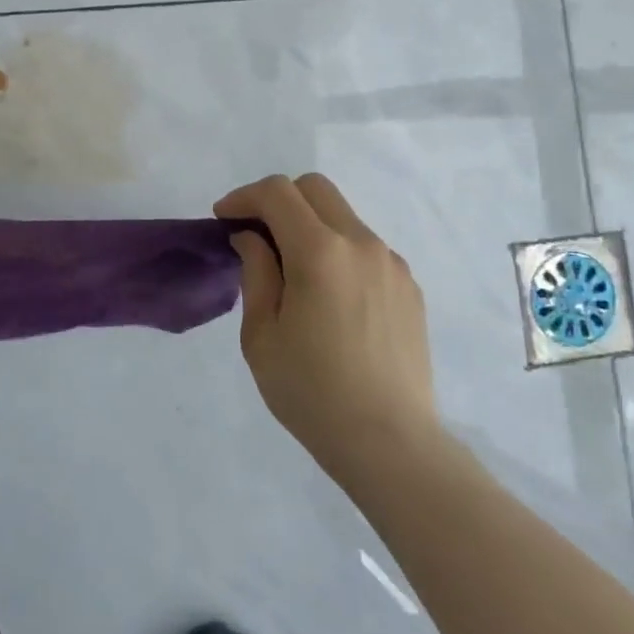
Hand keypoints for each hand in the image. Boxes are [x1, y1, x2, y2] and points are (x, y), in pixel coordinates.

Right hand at [215, 173, 441, 483]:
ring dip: (310, 225)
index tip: (224, 220)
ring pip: (342, 216)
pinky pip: (365, 247)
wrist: (391, 444)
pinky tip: (329, 296)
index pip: (277, 192)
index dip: (243, 197)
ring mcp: (391, 263)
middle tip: (256, 235)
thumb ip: (255, 272)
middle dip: (278, 199)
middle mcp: (361, 244)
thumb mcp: (262, 335)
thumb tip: (252, 237)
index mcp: (320, 252)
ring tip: (293, 271)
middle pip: (314, 188)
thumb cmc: (312, 393)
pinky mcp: (409, 286)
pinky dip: (338, 250)